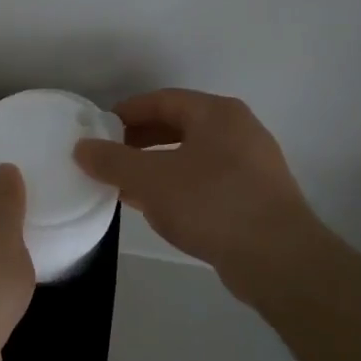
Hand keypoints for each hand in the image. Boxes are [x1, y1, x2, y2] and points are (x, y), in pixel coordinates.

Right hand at [74, 89, 329, 303]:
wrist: (279, 260)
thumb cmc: (212, 204)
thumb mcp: (151, 180)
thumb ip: (112, 161)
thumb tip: (81, 148)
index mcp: (217, 114)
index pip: (162, 100)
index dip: (126, 113)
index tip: (98, 130)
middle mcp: (239, 131)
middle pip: (178, 126)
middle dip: (139, 141)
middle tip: (108, 158)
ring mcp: (252, 165)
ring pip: (191, 155)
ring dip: (156, 166)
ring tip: (125, 185)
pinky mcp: (255, 197)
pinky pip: (206, 180)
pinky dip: (177, 186)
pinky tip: (157, 208)